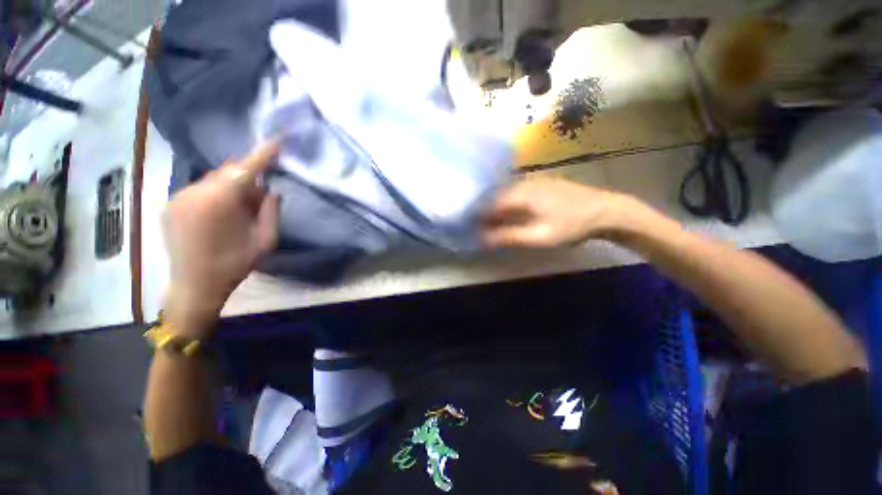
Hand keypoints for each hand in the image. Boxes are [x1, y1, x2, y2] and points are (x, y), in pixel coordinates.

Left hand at [162, 141, 279, 335]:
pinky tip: (222, 214)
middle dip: (247, 178)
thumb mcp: (265, 240)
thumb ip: (270, 210)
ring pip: (213, 180)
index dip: (263, 154)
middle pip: (227, 172)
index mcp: (218, 201)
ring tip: (241, 210)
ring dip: (232, 188)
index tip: (278, 140)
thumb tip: (268, 189)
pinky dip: (216, 194)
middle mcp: (193, 192)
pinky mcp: (171, 205)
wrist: (195, 286)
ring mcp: (178, 197)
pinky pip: (200, 189)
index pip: (245, 169)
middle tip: (261, 195)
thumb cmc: (235, 265)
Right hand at [482, 177, 625, 248]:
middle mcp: (523, 183)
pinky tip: (506, 213)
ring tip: (487, 222)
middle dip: (482, 211)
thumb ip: (509, 236)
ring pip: (504, 193)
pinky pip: (514, 193)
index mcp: (520, 193)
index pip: (488, 203)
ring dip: (494, 207)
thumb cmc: (572, 225)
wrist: (606, 210)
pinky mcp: (540, 184)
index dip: (475, 215)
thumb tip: (482, 239)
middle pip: (494, 196)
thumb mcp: (539, 236)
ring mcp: (533, 181)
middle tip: (475, 226)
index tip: (466, 226)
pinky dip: (506, 203)